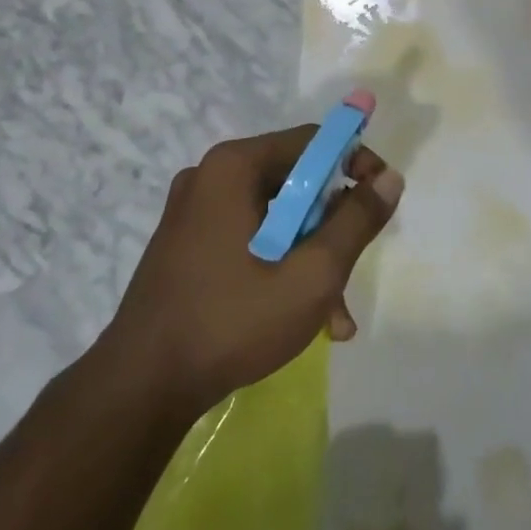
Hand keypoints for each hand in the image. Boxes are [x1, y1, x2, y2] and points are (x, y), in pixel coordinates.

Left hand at [105, 127, 403, 415]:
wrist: (140, 387)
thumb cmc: (232, 322)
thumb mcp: (312, 274)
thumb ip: (356, 222)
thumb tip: (390, 178)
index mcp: (234, 166)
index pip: (312, 141)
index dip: (355, 164)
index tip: (381, 201)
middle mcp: (210, 176)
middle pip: (295, 182)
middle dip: (332, 226)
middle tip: (352, 269)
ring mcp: (193, 211)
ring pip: (275, 217)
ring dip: (309, 257)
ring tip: (334, 315)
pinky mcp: (186, 243)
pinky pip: (249, 237)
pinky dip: (278, 265)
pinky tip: (300, 317)